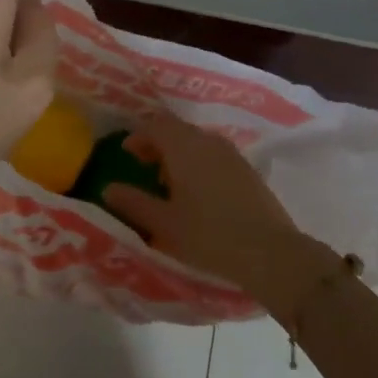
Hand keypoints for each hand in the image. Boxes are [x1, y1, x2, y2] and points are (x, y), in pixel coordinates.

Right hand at [104, 114, 333, 318]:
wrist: (269, 252)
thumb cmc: (209, 236)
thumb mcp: (164, 224)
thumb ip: (134, 203)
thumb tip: (109, 188)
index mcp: (185, 147)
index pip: (156, 125)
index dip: (139, 135)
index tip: (127, 153)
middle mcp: (209, 142)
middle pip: (178, 130)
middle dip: (158, 143)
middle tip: (143, 165)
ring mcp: (232, 154)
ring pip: (197, 141)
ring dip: (179, 153)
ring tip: (168, 182)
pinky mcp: (247, 169)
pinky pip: (214, 154)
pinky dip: (198, 162)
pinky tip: (197, 192)